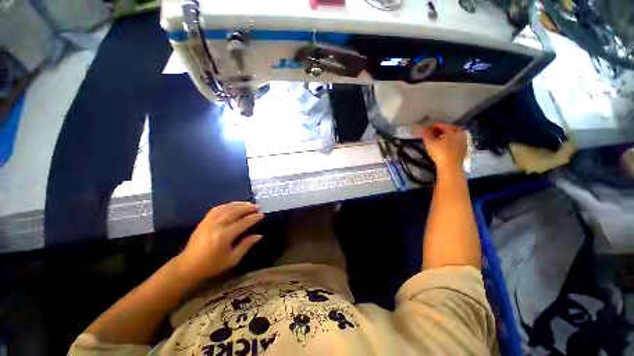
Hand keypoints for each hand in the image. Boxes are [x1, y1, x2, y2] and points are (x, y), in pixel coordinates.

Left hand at [174, 202, 263, 281]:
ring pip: (226, 208)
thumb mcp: (232, 259)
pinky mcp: (204, 220)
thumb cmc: (212, 265)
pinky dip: (228, 205)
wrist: (188, 265)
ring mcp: (208, 221)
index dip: (253, 218)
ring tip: (249, 204)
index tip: (262, 215)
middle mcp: (216, 226)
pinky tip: (234, 205)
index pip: (242, 223)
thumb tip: (259, 235)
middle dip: (247, 208)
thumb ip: (246, 245)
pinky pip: (217, 208)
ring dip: (239, 204)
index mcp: (223, 237)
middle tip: (257, 206)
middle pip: (235, 212)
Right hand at [413, 123, 466, 170]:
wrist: (450, 167)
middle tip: (429, 134)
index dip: (432, 127)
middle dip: (438, 131)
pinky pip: (453, 142)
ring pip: (451, 136)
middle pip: (447, 130)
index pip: (441, 125)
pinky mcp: (463, 150)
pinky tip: (441, 146)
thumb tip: (423, 127)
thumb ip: (426, 134)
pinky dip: (447, 142)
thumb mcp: (430, 142)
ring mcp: (463, 142)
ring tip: (434, 140)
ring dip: (443, 137)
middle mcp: (461, 134)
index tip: (425, 129)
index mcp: (454, 130)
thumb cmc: (440, 152)